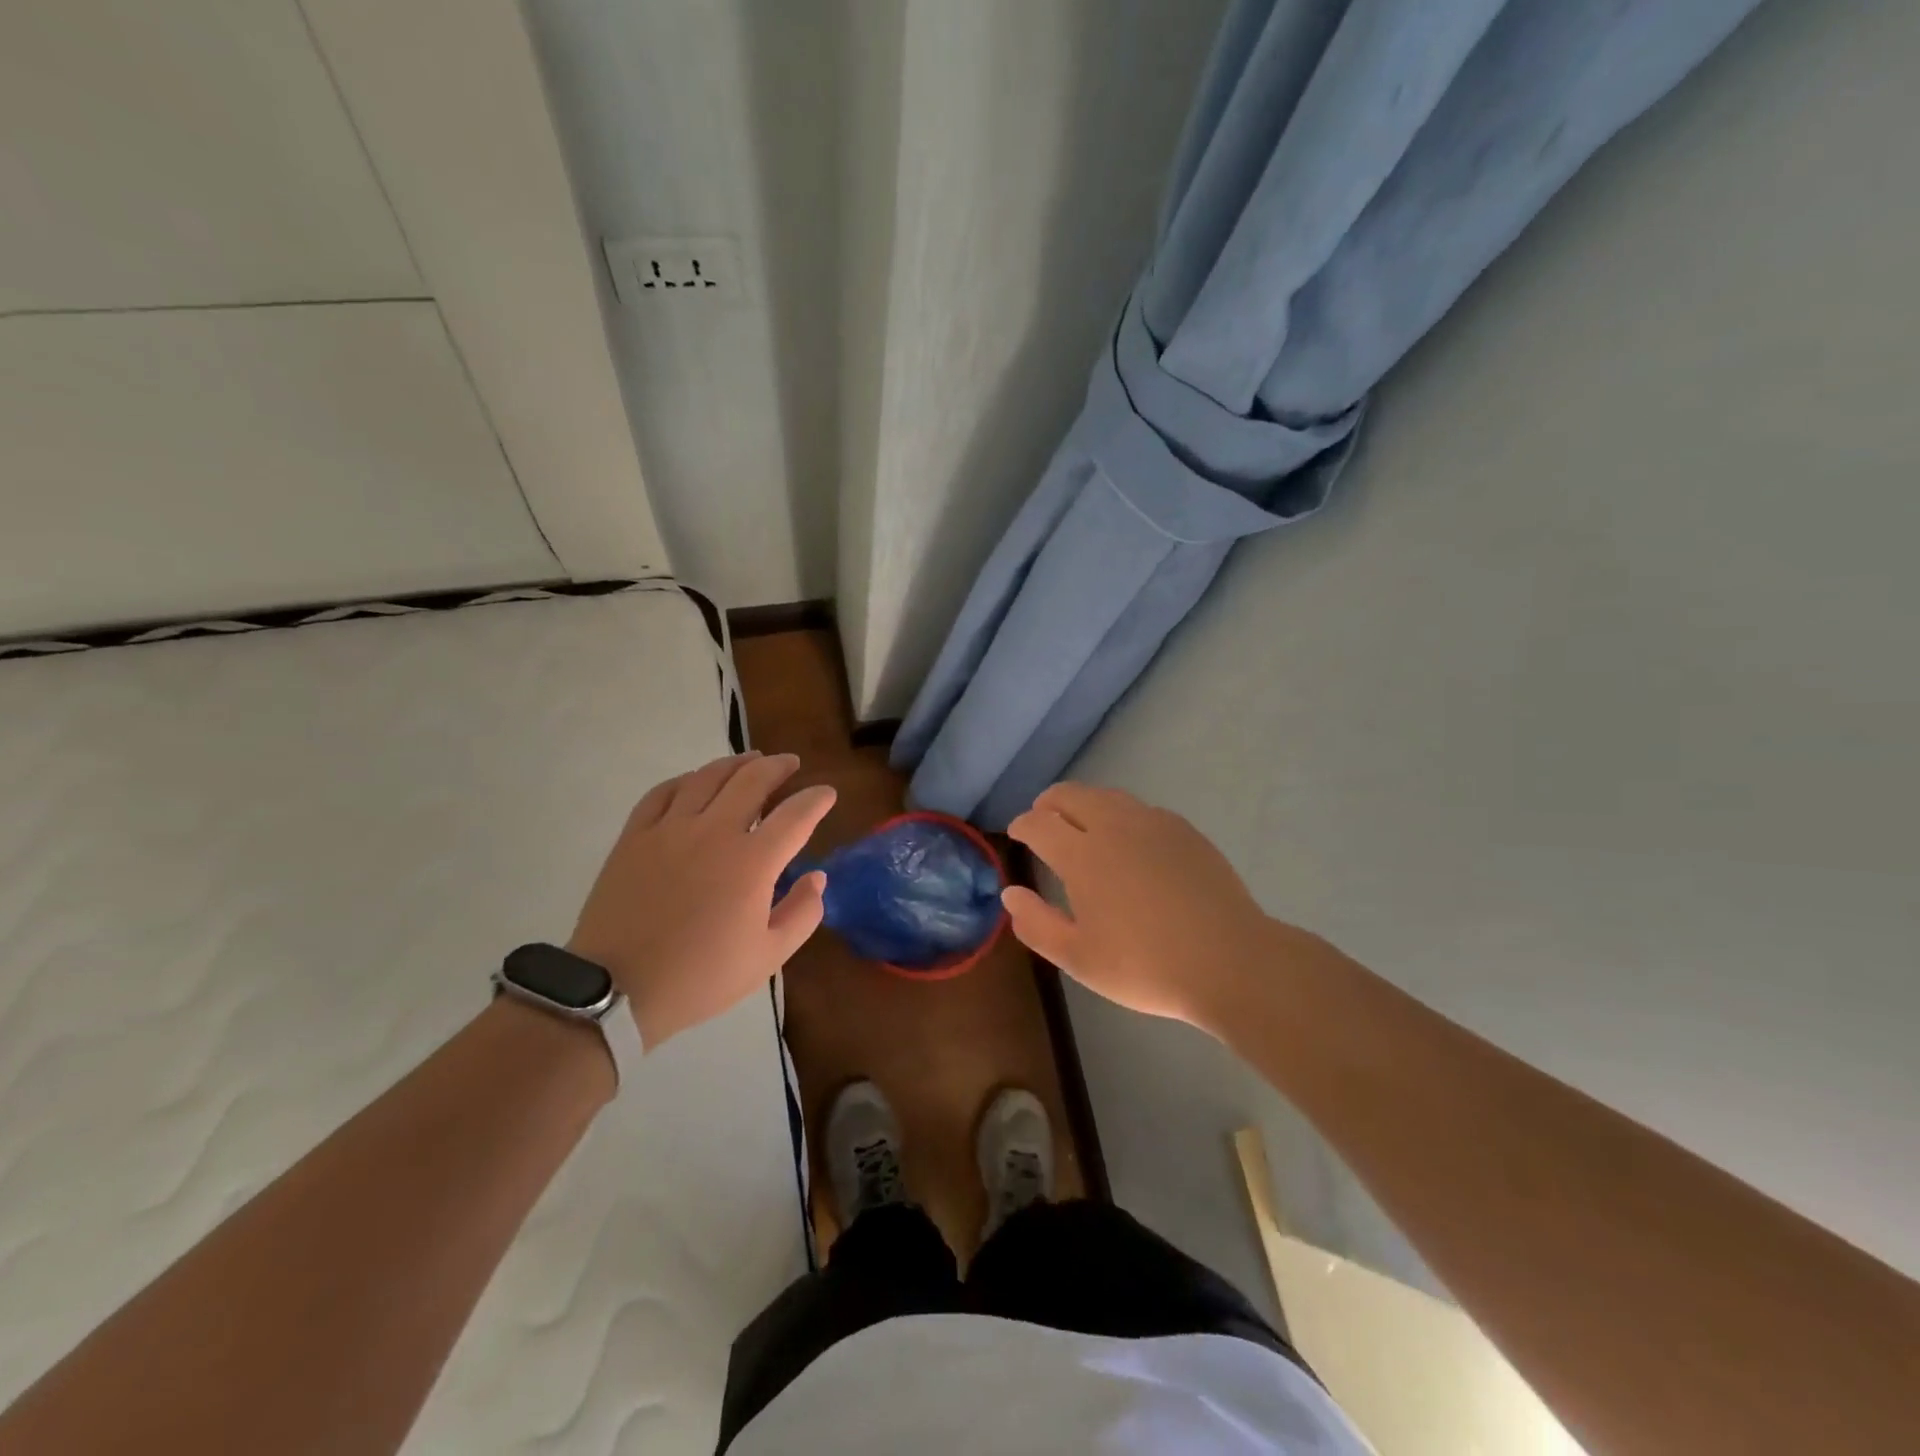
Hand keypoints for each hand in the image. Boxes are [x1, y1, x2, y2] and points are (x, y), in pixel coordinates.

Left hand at [568, 753, 834, 1047]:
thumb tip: (818, 878)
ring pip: (708, 777)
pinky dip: (686, 780)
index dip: (816, 799)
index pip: (796, 815)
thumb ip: (802, 913)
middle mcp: (715, 832)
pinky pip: (663, 792)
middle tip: (790, 764)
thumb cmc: (701, 977)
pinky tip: (694, 781)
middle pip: (753, 780)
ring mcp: (671, 829)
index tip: (827, 794)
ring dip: (735, 764)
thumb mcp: (768, 957)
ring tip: (750, 760)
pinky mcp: (635, 836)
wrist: (616, 989)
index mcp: (753, 862)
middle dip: (778, 767)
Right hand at [1004, 783, 1279, 1033]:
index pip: (1038, 823)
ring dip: (1084, 805)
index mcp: (1082, 854)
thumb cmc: (1145, 966)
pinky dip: (1120, 816)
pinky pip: (1140, 809)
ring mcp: (1153, 823)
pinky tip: (1129, 843)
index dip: (1022, 825)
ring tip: (1082, 828)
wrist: (1230, 961)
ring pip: (1106, 796)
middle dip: (1048, 804)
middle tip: (1043, 822)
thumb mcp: (1079, 958)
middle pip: (1070, 794)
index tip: (1018, 834)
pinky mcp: (1184, 830)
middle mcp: (1114, 826)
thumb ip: (1036, 924)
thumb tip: (1010, 894)